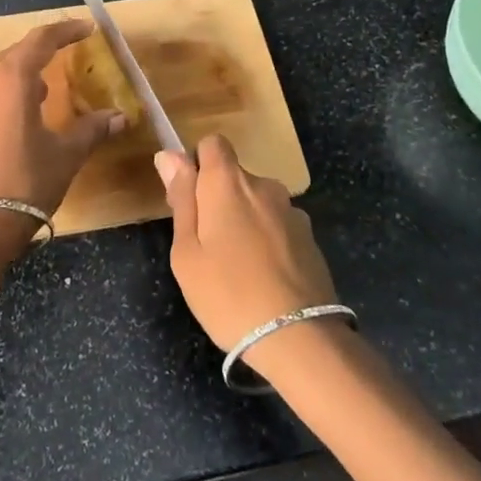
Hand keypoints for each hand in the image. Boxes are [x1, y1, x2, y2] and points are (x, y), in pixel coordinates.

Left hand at [0, 19, 124, 257]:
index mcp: (11, 79)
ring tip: (46, 88)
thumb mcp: (66, 155)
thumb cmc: (25, 184)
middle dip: (42, 50)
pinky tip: (20, 114)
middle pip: (15, 52)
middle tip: (68, 54)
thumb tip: (121, 117)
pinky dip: (5, 91)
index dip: (65, 30)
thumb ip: (92, 129)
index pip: (40, 40)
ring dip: (22, 72)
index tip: (87, 29)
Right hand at [156, 135, 339, 368]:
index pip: (212, 143)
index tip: (190, 199)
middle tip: (206, 246)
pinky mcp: (310, 237)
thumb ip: (181, 199)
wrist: (298, 337)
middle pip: (234, 176)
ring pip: (257, 203)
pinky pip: (277, 225)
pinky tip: (264, 278)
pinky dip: (268, 240)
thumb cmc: (227, 294)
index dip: (197, 163)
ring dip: (245, 221)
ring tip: (238, 268)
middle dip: (218, 199)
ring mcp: (291, 210)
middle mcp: (263, 185)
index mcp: (228, 182)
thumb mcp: (187, 252)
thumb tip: (170, 156)